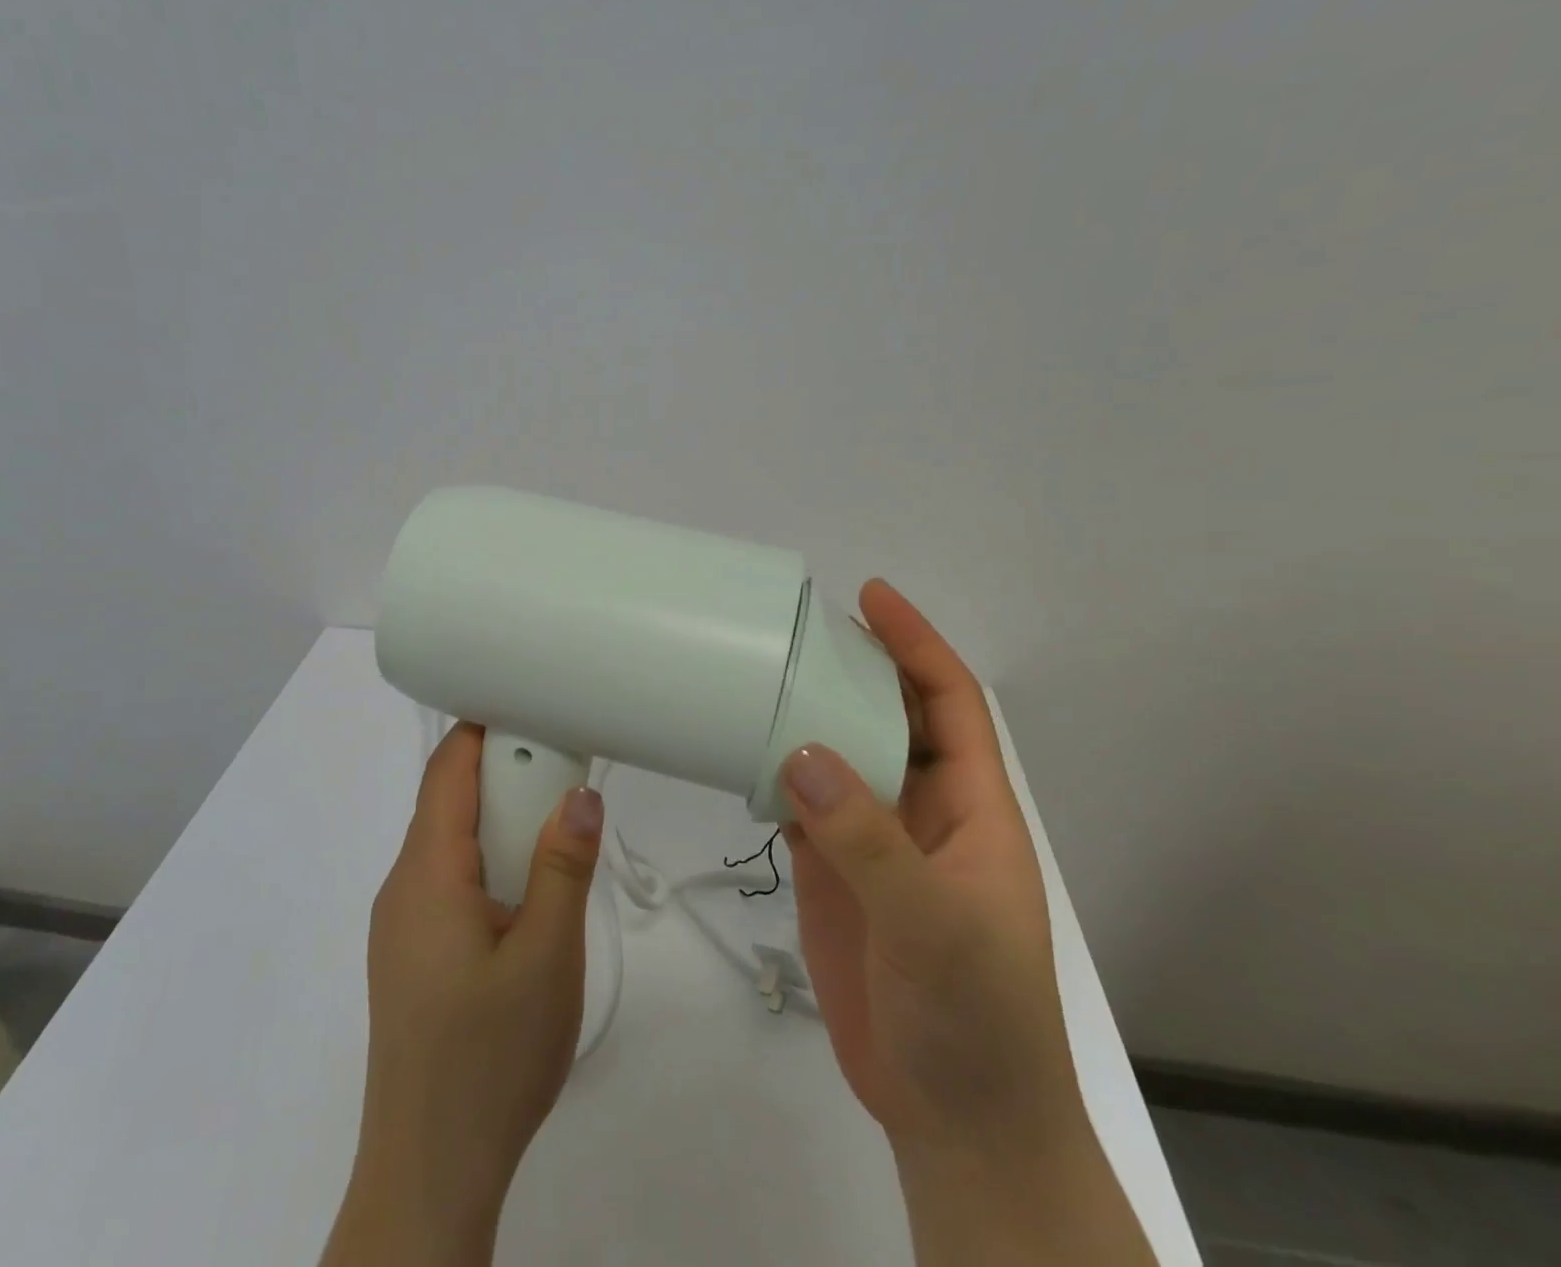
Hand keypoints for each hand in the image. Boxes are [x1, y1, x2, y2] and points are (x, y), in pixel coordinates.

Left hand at [321, 723, 603, 1266]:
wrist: (430, 1172)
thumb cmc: (491, 1057)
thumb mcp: (547, 957)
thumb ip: (565, 867)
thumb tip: (580, 793)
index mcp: (427, 873)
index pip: (446, 769)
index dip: (484, 728)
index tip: (535, 708)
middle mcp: (403, 886)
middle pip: (448, 801)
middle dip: (504, 775)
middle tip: (565, 772)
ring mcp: (401, 923)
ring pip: (450, 842)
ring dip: (500, 821)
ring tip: (556, 829)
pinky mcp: (410, 954)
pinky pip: (447, 879)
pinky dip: (488, 859)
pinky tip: (526, 893)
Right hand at [783, 580, 1155, 1265]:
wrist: (954, 1120)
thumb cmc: (975, 1019)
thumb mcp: (933, 924)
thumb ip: (869, 840)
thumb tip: (801, 752)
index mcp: (972, 809)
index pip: (948, 704)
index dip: (917, 645)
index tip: (873, 598)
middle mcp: (924, 812)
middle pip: (888, 718)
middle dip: (854, 669)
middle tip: (798, 630)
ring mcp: (875, 844)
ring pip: (840, 758)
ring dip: (808, 718)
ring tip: (761, 676)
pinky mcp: (834, 874)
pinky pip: (803, 806)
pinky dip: (776, 774)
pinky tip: (743, 751)